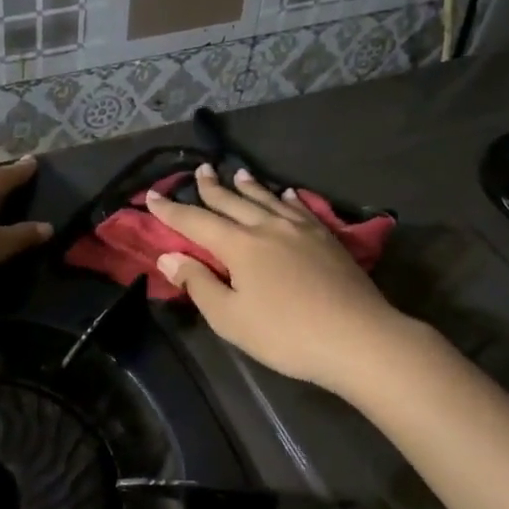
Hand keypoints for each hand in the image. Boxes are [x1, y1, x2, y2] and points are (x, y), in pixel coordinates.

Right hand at [145, 164, 410, 396]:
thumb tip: (169, 256)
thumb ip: (199, 284)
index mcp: (239, 245)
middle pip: (233, 201)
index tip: (151, 196)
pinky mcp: (327, 239)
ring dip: (249, 186)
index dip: (171, 210)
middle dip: (212, 187)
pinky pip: (301, 209)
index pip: (196, 222)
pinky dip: (288, 199)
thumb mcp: (230, 318)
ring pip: (268, 200)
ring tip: (238, 173)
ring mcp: (301, 230)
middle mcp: (268, 227)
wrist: (356, 337)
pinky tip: (287, 195)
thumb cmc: (285, 334)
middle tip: (201, 170)